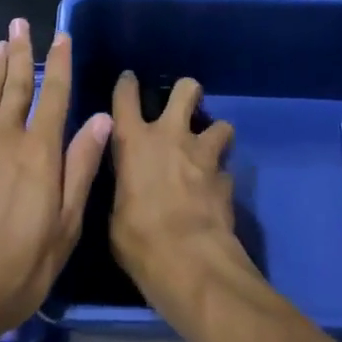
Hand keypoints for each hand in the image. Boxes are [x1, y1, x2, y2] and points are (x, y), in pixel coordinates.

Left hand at [0, 19, 111, 341]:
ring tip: (0, 44)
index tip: (61, 35)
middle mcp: (4, 140)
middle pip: (14, 86)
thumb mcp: (65, 226)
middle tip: (20, 23)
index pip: (53, 95)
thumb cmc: (20, 267)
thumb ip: (81, 168)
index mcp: (38, 152)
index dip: (59, 63)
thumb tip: (101, 119)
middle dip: (20, 52)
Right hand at [108, 73, 252, 325]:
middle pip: (186, 90)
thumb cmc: (140, 240)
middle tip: (186, 103)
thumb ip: (124, 189)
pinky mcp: (226, 178)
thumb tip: (130, 188)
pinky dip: (221, 178)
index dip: (127, 85)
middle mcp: (171, 137)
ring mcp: (203, 155)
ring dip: (215, 135)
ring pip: (221, 124)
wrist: (190, 262)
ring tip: (209, 151)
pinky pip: (225, 169)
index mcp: (134, 142)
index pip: (125, 97)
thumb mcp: (115, 216)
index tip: (129, 80)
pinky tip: (215, 192)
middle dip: (188, 91)